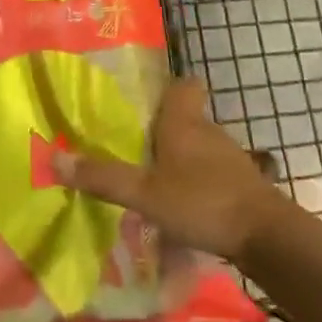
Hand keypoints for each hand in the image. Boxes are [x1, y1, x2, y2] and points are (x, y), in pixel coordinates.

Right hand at [55, 78, 285, 262]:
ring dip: (182, 160)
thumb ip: (103, 178)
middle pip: (187, 117)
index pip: (184, 84)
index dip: (168, 87)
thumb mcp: (144, 193)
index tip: (147, 102)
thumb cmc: (201, 202)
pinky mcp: (243, 185)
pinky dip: (199, 184)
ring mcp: (230, 158)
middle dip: (165, 130)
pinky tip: (184, 208)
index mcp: (183, 121)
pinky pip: (214, 175)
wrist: (267, 237)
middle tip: (137, 148)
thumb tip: (54, 159)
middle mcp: (208, 131)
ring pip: (201, 147)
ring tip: (156, 182)